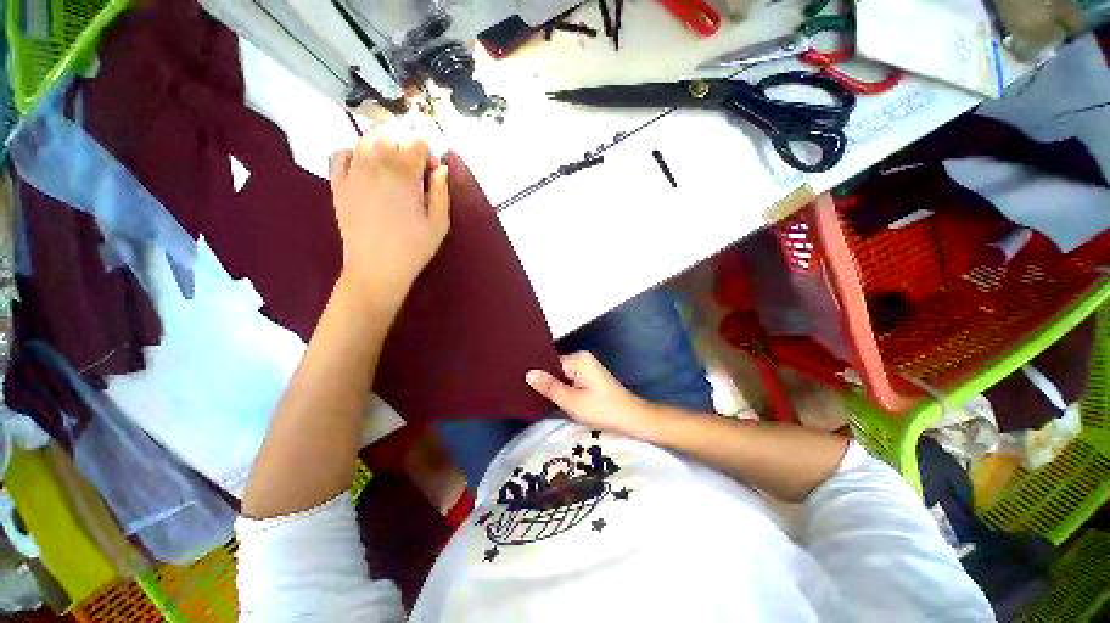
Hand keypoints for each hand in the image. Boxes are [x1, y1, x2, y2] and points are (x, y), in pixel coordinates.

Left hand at [329, 131, 449, 309]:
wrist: (377, 268)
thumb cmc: (414, 248)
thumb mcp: (439, 223)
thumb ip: (441, 191)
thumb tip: (441, 168)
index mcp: (404, 174)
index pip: (417, 142)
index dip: (428, 152)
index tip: (433, 171)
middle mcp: (375, 164)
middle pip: (391, 136)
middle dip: (406, 146)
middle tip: (415, 168)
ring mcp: (353, 173)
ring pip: (366, 140)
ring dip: (382, 146)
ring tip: (392, 166)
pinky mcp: (338, 184)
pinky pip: (342, 154)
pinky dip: (355, 153)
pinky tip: (366, 168)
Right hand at [526, 352, 660, 440]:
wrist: (631, 419)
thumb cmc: (601, 409)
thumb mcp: (571, 401)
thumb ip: (549, 386)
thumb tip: (529, 373)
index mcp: (578, 359)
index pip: (550, 363)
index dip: (537, 374)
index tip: (520, 383)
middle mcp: (582, 359)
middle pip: (555, 368)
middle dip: (544, 381)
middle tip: (525, 392)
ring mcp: (587, 368)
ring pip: (562, 376)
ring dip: (553, 387)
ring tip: (534, 397)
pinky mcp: (590, 378)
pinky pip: (570, 381)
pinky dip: (563, 390)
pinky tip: (553, 399)